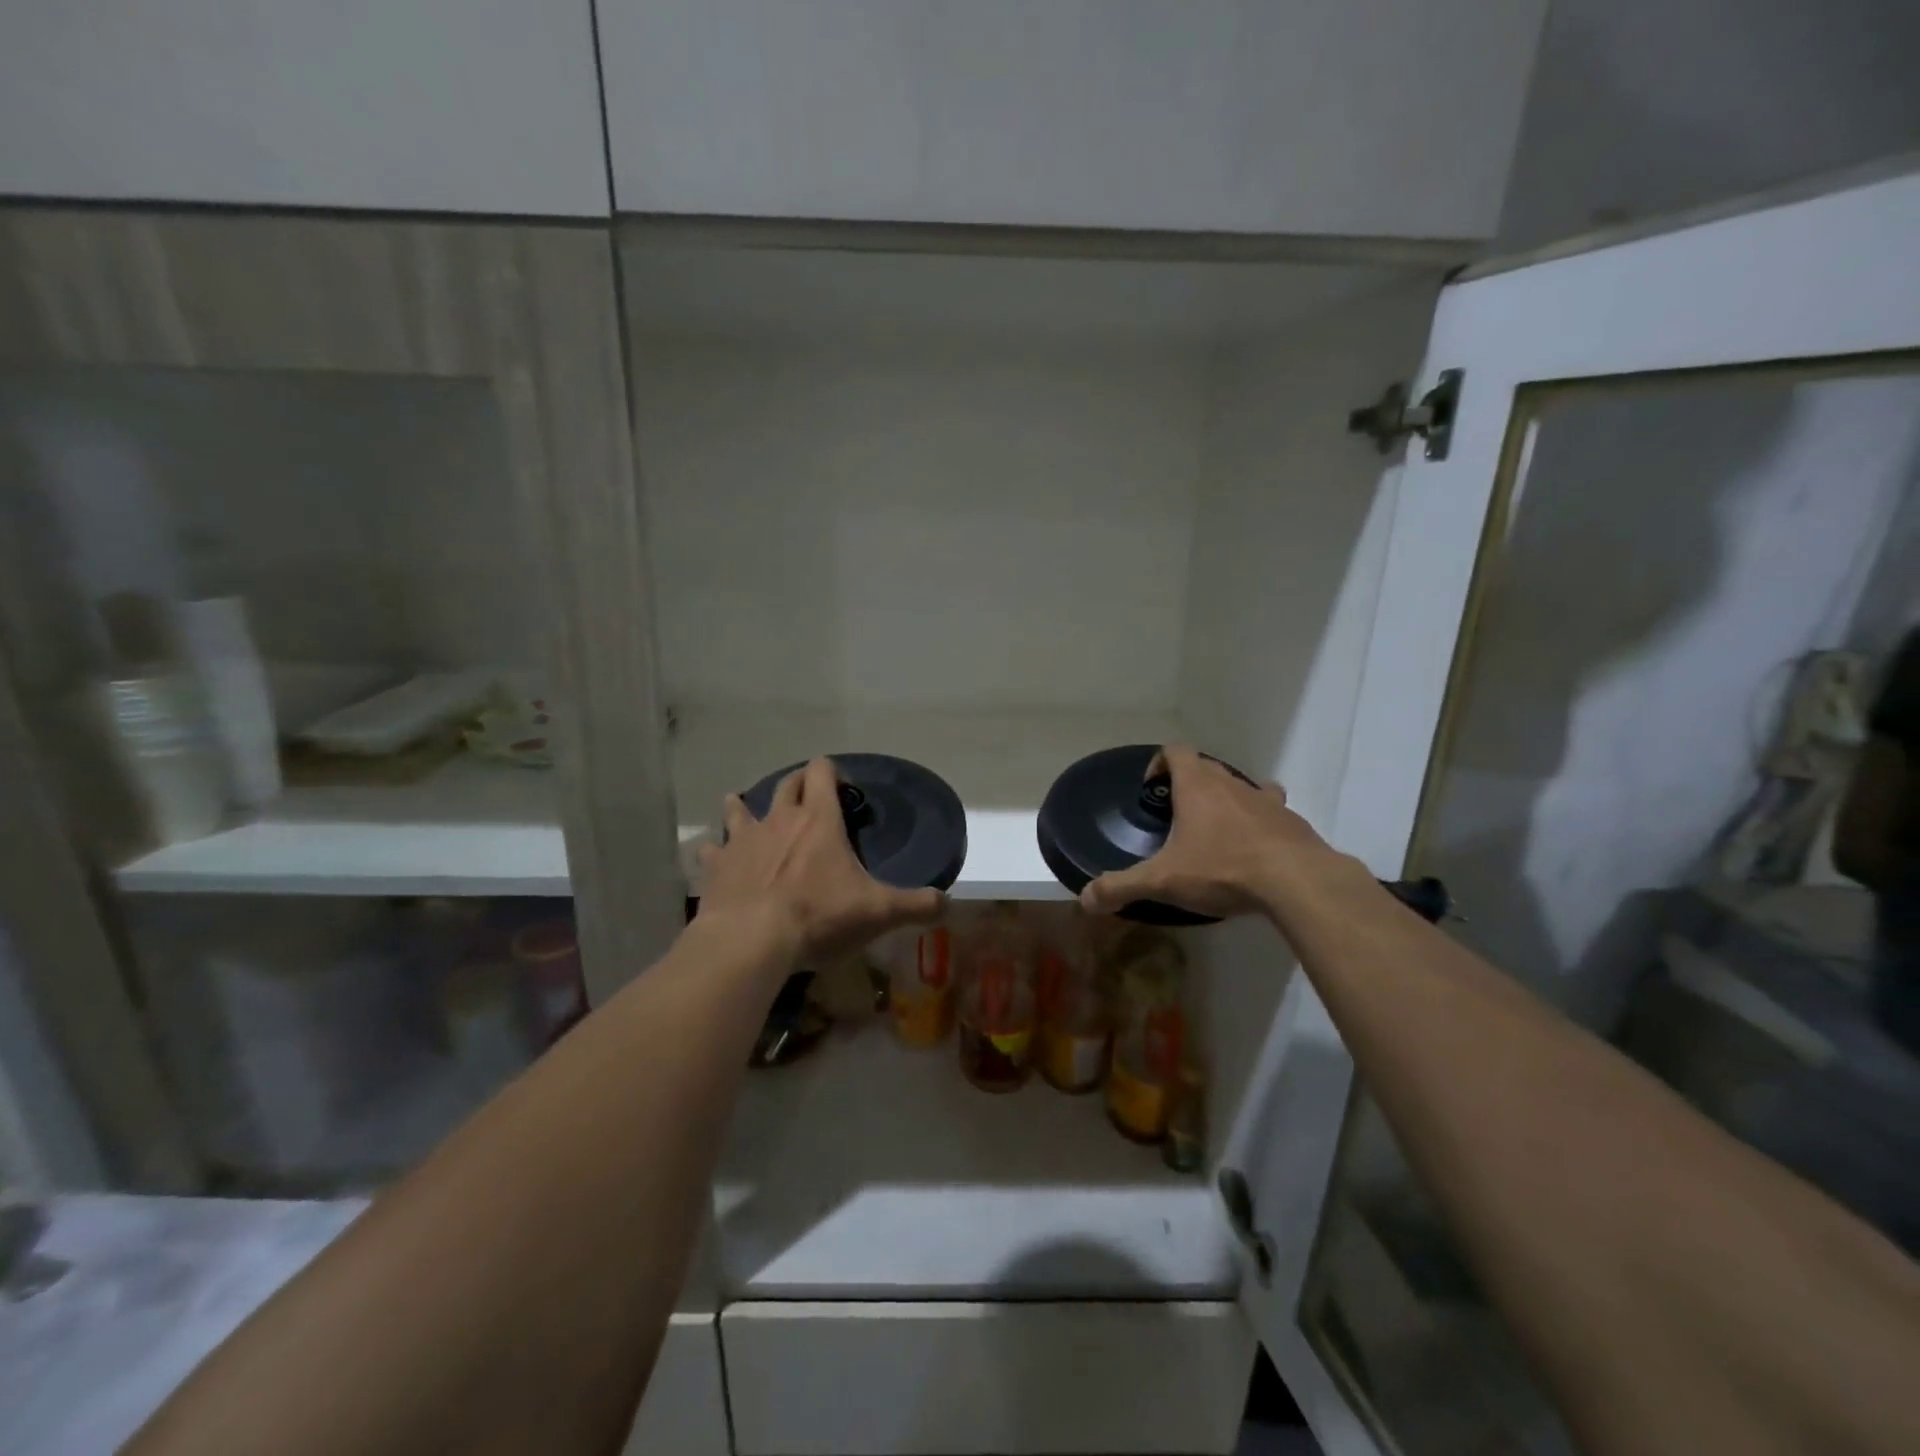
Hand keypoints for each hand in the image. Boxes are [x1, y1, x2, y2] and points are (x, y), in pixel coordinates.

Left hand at [698, 758, 944, 962]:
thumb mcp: (878, 912)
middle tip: (807, 797)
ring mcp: (743, 841)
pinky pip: (712, 850)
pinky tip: (714, 857)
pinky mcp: (717, 867)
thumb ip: (916, 905)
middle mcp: (779, 819)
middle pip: (786, 784)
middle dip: (798, 784)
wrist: (750, 941)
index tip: (843, 788)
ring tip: (743, 807)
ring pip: (740, 809)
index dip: (832, 772)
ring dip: (744, 807)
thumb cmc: (818, 917)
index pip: (822, 773)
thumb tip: (947, 903)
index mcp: (818, 820)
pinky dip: (716, 852)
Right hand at [1080, 745, 1351, 920]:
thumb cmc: (1223, 869)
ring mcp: (1266, 801)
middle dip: (1189, 785)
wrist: (1298, 881)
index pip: (1176, 751)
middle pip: (1207, 768)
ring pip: (1242, 787)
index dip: (1159, 764)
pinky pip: (1270, 813)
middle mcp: (1231, 784)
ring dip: (1227, 802)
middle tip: (1177, 817)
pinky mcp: (1292, 822)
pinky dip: (1258, 825)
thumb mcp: (1163, 881)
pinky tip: (1253, 854)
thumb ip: (1121, 887)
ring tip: (1217, 834)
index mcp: (1197, 787)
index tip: (1152, 790)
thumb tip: (1084, 899)